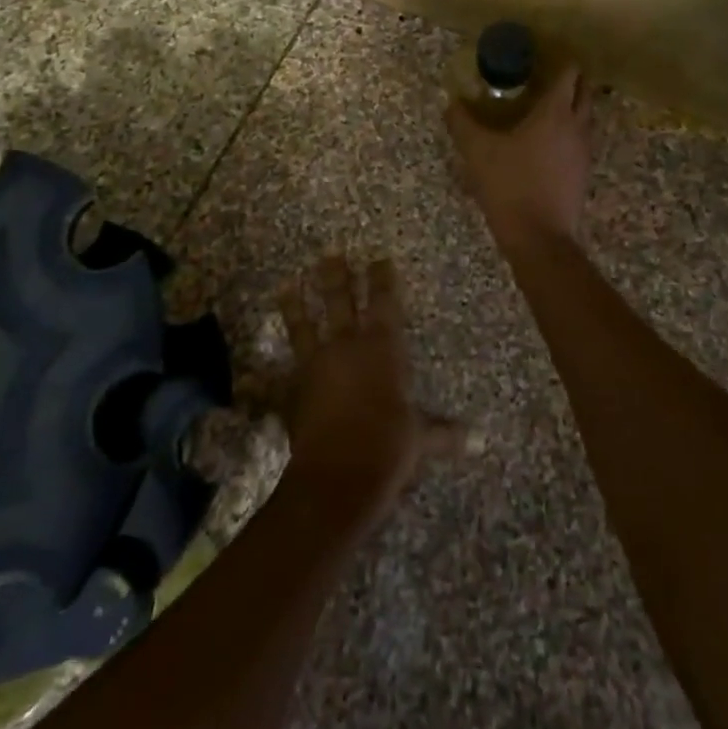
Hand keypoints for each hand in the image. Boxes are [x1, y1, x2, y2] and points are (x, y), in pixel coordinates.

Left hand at [278, 256, 463, 522]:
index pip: (384, 303)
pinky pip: (275, 378)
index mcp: (382, 349)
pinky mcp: (292, 391)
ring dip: (296, 307)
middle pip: (340, 302)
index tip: (378, 258)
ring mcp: (315, 366)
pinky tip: (248, 372)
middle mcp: (347, 347)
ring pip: (303, 327)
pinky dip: (261, 377)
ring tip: (287, 284)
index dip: (381, 279)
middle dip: (336, 277)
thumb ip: (444, 433)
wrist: (339, 474)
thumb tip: (479, 441)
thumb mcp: (420, 438)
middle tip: (330, 254)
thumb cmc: (389, 446)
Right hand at [445, 64, 593, 252]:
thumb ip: (463, 123)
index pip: (569, 73)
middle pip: (584, 91)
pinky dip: (568, 131)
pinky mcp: (583, 172)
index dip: (559, 60)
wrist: (539, 237)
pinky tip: (545, 142)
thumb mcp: (477, 152)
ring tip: (543, 107)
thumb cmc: (510, 185)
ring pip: (585, 116)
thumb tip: (452, 103)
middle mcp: (577, 126)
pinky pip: (580, 139)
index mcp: (555, 112)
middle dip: (570, 80)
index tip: (542, 56)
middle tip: (544, 78)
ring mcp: (584, 150)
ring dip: (571, 106)